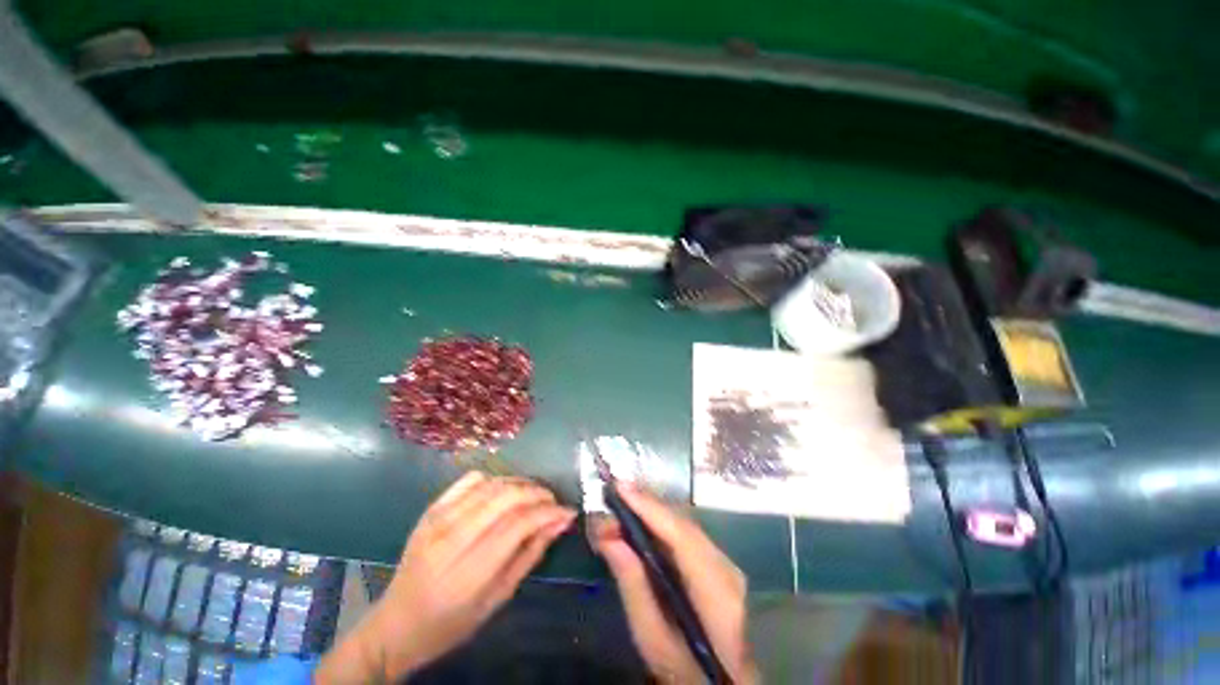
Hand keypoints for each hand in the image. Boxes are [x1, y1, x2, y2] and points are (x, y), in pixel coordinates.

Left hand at [317, 472, 576, 682]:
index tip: (567, 512)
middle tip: (552, 501)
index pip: (518, 525)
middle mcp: (451, 540)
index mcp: (468, 573)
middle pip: (505, 498)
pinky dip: (494, 479)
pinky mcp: (430, 510)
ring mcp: (437, 521)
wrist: (395, 625)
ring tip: (534, 495)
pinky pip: (469, 480)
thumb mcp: (496, 600)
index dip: (547, 513)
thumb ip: (529, 556)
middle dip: (537, 493)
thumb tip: (559, 523)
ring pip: (491, 485)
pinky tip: (503, 491)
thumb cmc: (450, 624)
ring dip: (520, 484)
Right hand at [591, 483, 758, 683]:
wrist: (727, 682)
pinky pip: (688, 533)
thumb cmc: (688, 672)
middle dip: (646, 506)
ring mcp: (729, 564)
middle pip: (683, 524)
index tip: (620, 487)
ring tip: (622, 502)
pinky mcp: (722, 562)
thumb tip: (609, 537)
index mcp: (718, 596)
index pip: (682, 537)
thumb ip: (633, 587)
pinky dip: (663, 522)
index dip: (650, 508)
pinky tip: (644, 518)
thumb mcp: (654, 641)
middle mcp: (728, 569)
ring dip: (653, 511)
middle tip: (612, 497)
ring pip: (686, 525)